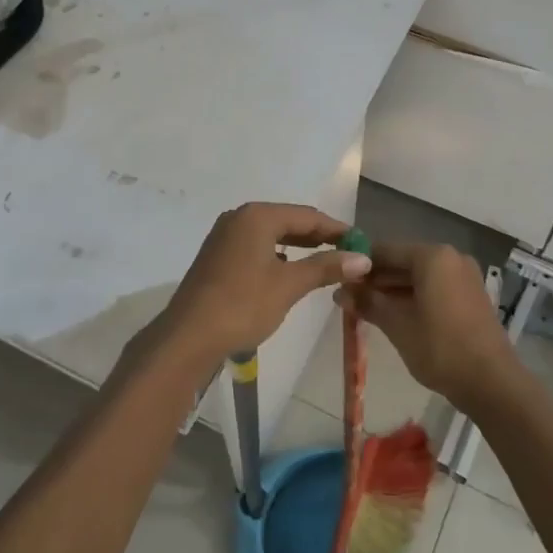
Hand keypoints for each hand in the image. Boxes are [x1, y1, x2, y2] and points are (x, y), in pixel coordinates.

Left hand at [154, 203, 371, 368]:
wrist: (188, 336)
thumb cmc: (243, 304)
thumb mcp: (289, 285)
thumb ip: (326, 267)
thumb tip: (363, 258)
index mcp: (258, 216)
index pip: (308, 216)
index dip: (336, 229)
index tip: (361, 243)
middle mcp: (239, 217)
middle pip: (288, 221)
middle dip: (318, 237)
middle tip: (346, 254)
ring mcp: (224, 236)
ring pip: (271, 234)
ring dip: (297, 246)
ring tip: (323, 262)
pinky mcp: (217, 255)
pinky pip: (256, 246)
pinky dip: (276, 254)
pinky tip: (287, 270)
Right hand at [341, 242, 515, 407]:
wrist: (492, 382)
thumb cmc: (440, 348)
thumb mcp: (397, 325)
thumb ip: (368, 303)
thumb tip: (340, 292)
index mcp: (433, 256)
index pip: (385, 250)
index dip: (360, 264)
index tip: (338, 279)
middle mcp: (451, 258)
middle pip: (403, 261)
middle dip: (376, 279)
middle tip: (348, 298)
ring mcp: (464, 276)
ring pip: (419, 276)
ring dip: (393, 290)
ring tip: (365, 308)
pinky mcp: (470, 295)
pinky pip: (434, 287)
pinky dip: (413, 297)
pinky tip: (393, 315)